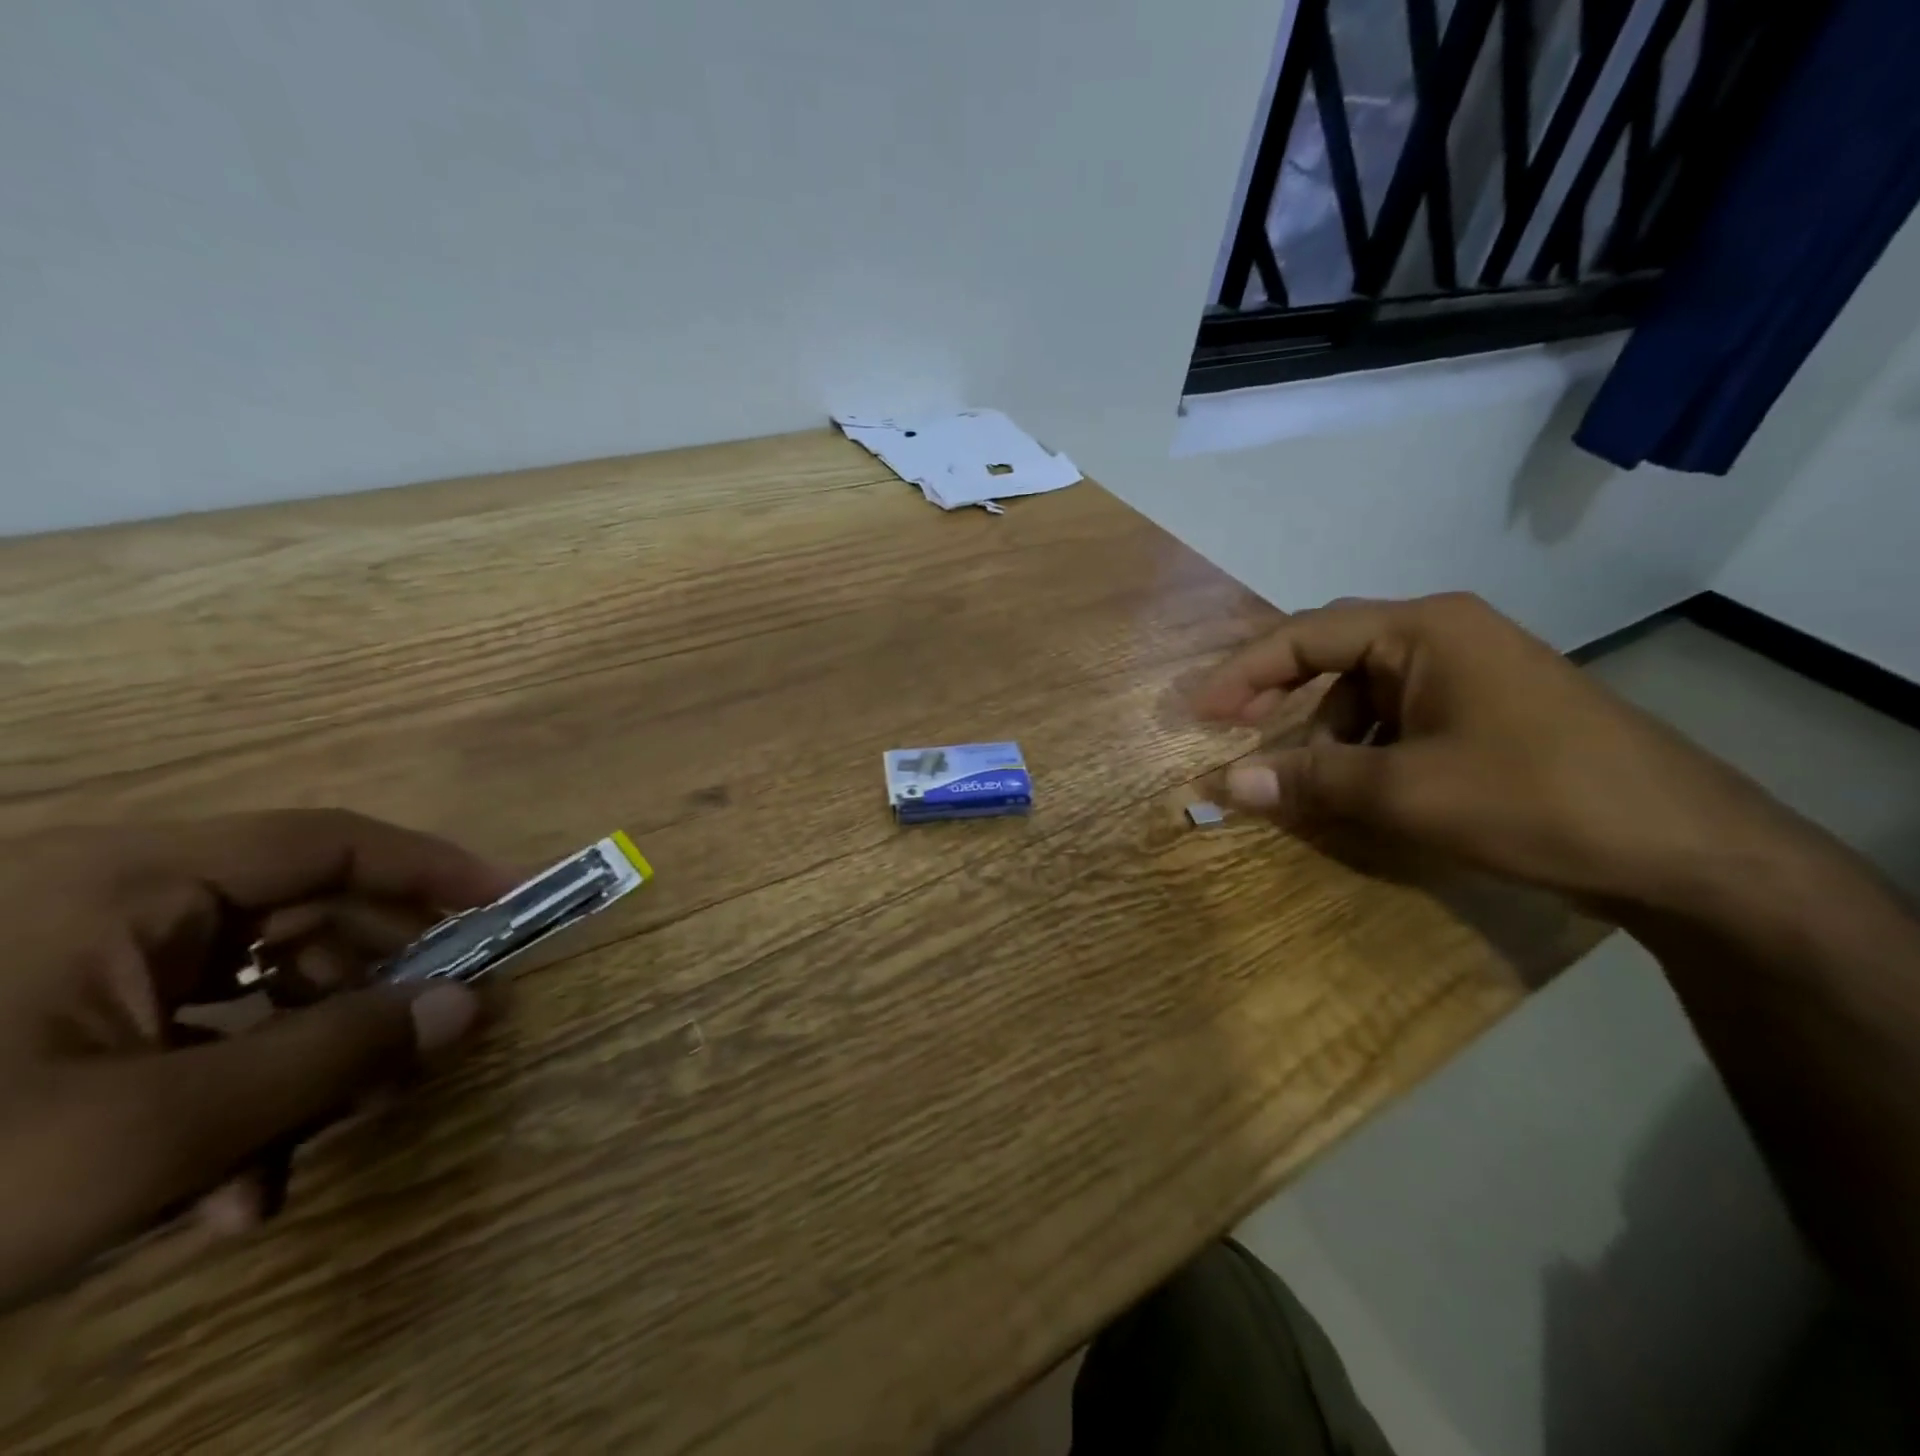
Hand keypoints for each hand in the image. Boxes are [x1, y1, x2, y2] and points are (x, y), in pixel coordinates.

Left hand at [0, 810, 514, 1305]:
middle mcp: (110, 900)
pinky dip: (227, 1098)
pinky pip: (184, 1036)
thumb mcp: (153, 1134)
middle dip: (368, 993)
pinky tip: (224, 1187)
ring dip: (297, 1069)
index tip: (512, 902)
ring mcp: (68, 962)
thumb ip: (334, 1058)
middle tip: (426, 1049)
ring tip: (304, 1157)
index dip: (436, 868)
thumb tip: (469, 1006)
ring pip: (247, 990)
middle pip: (301, 920)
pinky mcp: (43, 1021)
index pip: (333, 842)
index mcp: (128, 883)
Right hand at [1190, 593, 1800, 913]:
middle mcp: (1443, 636)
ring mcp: (1469, 673)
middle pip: (1331, 656)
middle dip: (1277, 697)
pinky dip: (1362, 748)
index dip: (1241, 674)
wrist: (1687, 850)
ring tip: (1297, 779)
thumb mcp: (1406, 792)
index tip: (1196, 713)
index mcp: (1423, 629)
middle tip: (1230, 734)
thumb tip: (1224, 785)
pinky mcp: (1486, 711)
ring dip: (1321, 733)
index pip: (1304, 636)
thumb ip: (1309, 781)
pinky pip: (1397, 717)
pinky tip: (1356, 787)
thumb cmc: (1535, 799)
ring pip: (1363, 693)